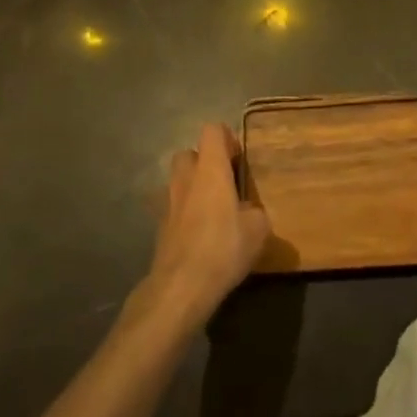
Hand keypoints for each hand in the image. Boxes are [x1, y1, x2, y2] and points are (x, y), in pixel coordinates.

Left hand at [140, 123, 270, 327]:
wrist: (181, 286)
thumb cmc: (224, 247)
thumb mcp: (258, 228)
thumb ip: (255, 211)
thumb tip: (248, 211)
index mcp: (210, 169)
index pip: (212, 130)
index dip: (226, 138)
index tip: (238, 158)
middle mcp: (185, 178)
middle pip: (189, 153)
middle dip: (205, 162)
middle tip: (224, 182)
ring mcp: (167, 201)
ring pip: (178, 180)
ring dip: (192, 187)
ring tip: (212, 209)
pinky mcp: (159, 226)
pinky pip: (173, 207)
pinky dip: (184, 212)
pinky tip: (199, 233)